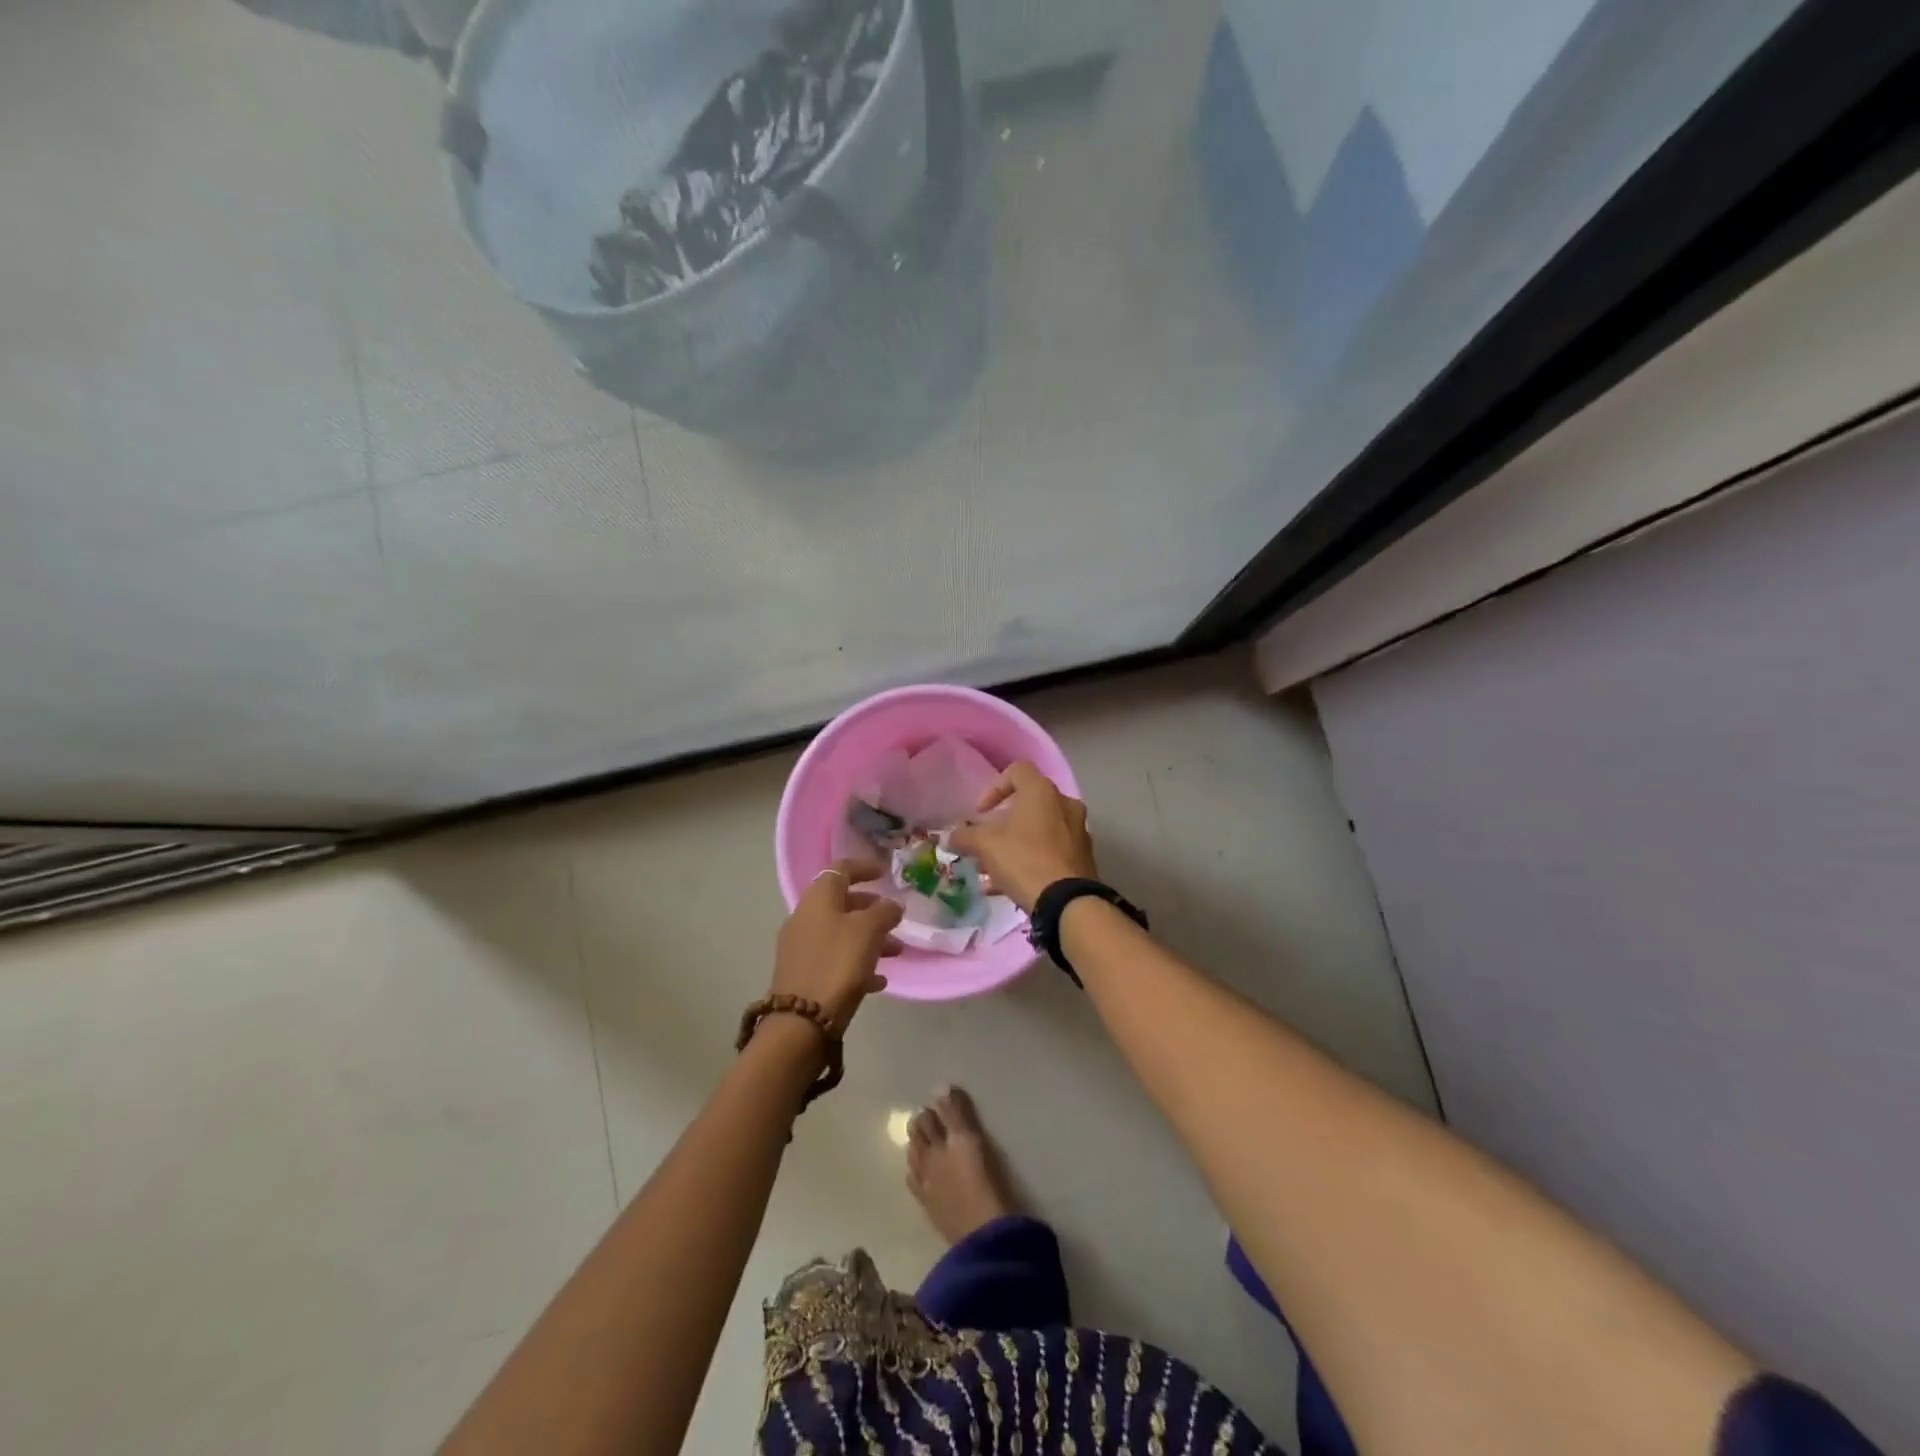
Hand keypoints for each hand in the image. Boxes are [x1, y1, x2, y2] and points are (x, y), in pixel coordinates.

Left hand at [773, 858, 903, 1030]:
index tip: (885, 872)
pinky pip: (835, 960)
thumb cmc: (837, 964)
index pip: (840, 870)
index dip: (864, 867)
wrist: (802, 1022)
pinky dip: (857, 963)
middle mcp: (805, 918)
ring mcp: (801, 947)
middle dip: (871, 909)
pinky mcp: (803, 975)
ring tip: (896, 953)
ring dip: (869, 938)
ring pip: (841, 933)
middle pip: (841, 903)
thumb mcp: (868, 931)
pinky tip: (878, 981)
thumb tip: (891, 905)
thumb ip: (884, 912)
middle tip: (894, 918)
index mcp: (817, 899)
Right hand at [949, 762, 1097, 912]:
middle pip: (1029, 802)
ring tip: (993, 868)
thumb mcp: (985, 846)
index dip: (994, 787)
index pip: (1017, 770)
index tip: (981, 813)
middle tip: (987, 839)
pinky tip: (1009, 885)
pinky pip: (1051, 850)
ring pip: (1039, 829)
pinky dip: (1030, 859)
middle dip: (1003, 821)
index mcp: (1042, 791)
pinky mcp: (1083, 856)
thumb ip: (965, 837)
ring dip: (1015, 843)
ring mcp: (1078, 830)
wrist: (1067, 903)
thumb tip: (950, 838)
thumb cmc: (1024, 861)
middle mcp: (1065, 804)